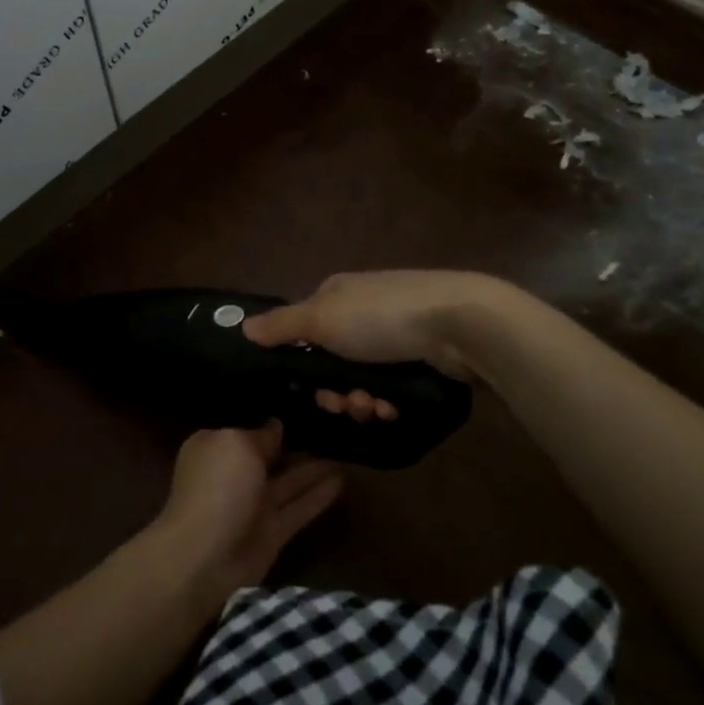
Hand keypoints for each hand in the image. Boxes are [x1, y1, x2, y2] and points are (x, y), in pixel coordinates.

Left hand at [154, 423, 342, 598]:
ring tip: (344, 446)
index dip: (269, 415)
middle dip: (295, 439)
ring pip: (289, 480)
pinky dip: (319, 494)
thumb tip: (275, 426)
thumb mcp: (237, 444)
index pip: (245, 425)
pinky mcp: (272, 531)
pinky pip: (300, 506)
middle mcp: (234, 472)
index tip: (298, 403)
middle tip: (331, 422)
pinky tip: (344, 478)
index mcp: (215, 446)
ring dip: (314, 466)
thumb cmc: (217, 487)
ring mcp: (254, 503)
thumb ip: (260, 435)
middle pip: (269, 453)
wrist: (205, 558)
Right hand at [242, 270, 482, 420]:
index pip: (304, 332)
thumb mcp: (322, 318)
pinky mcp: (421, 355)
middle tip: (346, 405)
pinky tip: (394, 408)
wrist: (460, 323)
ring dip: (361, 400)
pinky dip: (389, 400)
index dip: (302, 364)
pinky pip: (392, 385)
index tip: (308, 390)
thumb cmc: (381, 317)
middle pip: (332, 361)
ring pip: (362, 378)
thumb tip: (243, 327)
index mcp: (336, 295)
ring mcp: (395, 332)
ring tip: (375, 409)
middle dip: (336, 390)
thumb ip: (282, 325)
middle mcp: (362, 310)